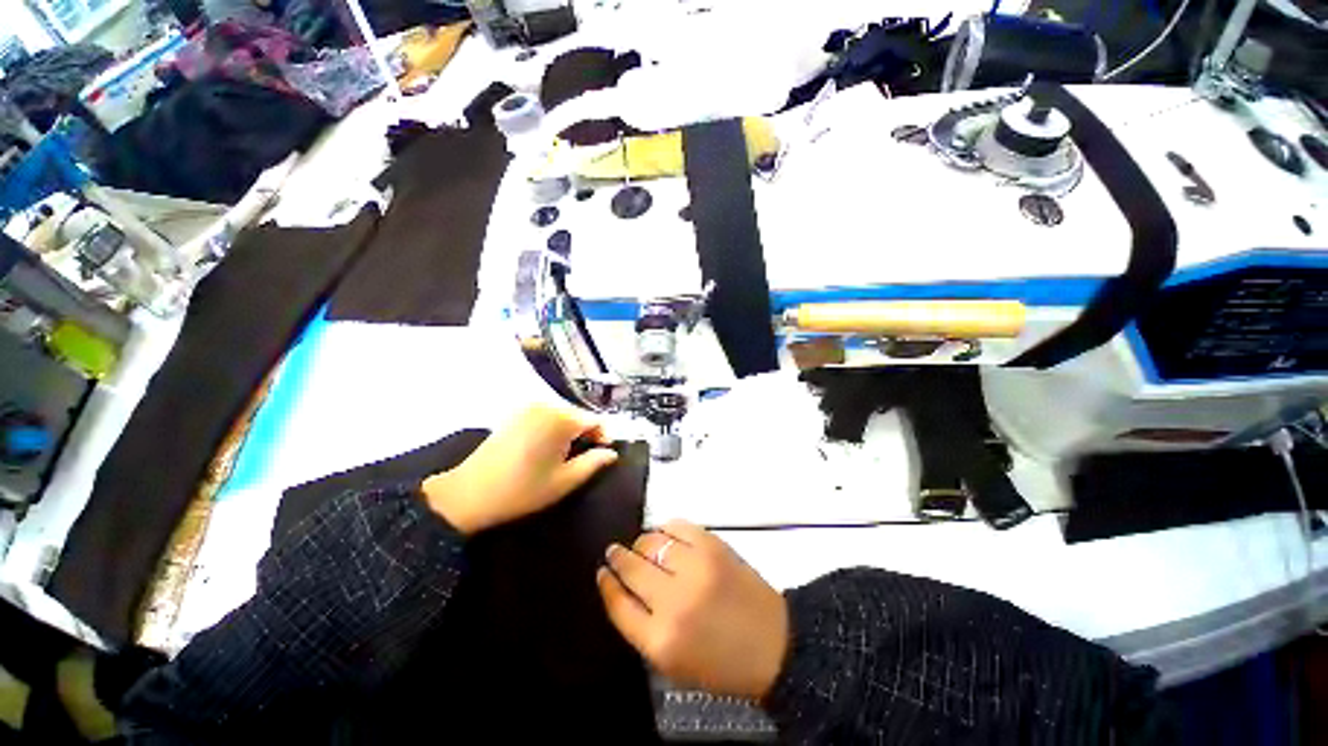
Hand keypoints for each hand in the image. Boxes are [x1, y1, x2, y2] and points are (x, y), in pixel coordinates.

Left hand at [421, 404, 618, 533]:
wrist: (468, 495)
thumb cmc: (522, 490)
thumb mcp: (565, 481)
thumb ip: (594, 463)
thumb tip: (611, 453)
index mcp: (560, 419)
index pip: (595, 420)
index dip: (602, 437)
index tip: (600, 455)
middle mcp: (545, 405)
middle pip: (578, 415)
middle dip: (585, 434)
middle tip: (580, 460)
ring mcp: (527, 407)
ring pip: (562, 415)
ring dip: (568, 431)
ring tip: (562, 456)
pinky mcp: (515, 414)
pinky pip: (545, 415)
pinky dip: (552, 428)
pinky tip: (544, 448)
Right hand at [597, 521, 789, 700]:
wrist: (773, 644)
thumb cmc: (721, 662)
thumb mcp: (673, 663)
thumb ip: (641, 628)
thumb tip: (620, 588)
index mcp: (660, 641)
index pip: (618, 604)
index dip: (606, 584)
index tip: (602, 571)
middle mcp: (673, 601)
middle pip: (631, 568)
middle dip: (617, 557)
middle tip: (614, 551)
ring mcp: (695, 568)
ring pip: (651, 542)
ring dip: (640, 542)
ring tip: (640, 544)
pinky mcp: (713, 546)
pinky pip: (678, 526)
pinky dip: (666, 527)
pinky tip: (664, 533)